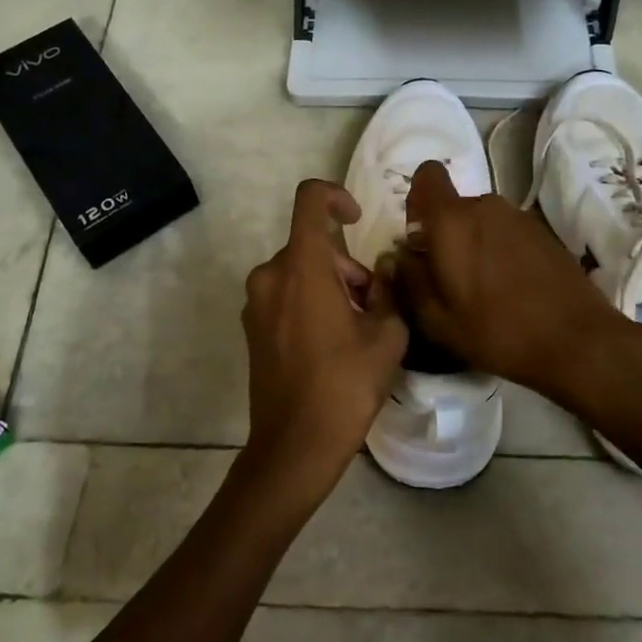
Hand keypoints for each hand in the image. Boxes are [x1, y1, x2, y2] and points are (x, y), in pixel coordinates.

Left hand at [240, 179, 407, 501]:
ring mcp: (256, 301)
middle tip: (373, 303)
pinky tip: (330, 341)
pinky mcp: (252, 325)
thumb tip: (383, 270)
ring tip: (356, 327)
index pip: (309, 199)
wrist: (294, 445)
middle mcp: (271, 274)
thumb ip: (389, 291)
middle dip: (346, 265)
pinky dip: (309, 300)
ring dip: (330, 284)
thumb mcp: (386, 336)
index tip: (357, 220)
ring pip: (299, 270)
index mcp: (302, 267)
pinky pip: (284, 293)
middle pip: (312, 245)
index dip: (335, 196)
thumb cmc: (344, 386)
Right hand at [391, 161, 624, 405]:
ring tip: (483, 289)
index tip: (421, 236)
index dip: (418, 199)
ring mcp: (519, 217)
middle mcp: (485, 206)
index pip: (427, 175)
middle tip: (449, 279)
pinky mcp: (544, 232)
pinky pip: (507, 233)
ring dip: (475, 245)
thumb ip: (410, 280)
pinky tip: (511, 290)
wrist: (577, 341)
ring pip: (482, 221)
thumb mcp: (437, 319)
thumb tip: (400, 257)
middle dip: (446, 235)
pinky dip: (501, 252)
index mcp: (452, 220)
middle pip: (454, 207)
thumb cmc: (496, 330)